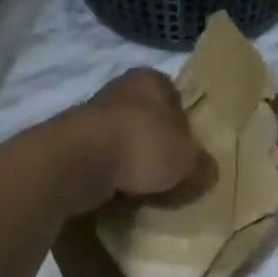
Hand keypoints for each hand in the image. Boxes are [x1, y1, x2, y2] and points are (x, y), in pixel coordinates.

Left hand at [73, 68, 204, 201]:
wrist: (77, 163)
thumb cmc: (142, 145)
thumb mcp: (188, 160)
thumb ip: (202, 165)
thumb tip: (206, 172)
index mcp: (150, 80)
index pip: (174, 96)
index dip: (185, 123)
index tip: (189, 150)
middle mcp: (119, 90)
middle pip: (147, 120)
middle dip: (157, 145)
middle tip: (171, 174)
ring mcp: (90, 117)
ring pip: (122, 141)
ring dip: (132, 163)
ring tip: (145, 190)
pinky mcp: (70, 144)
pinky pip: (101, 161)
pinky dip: (110, 177)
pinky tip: (119, 196)